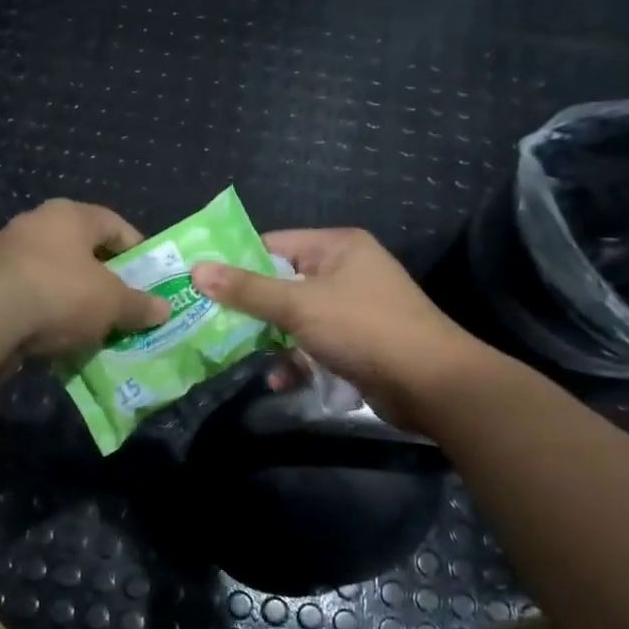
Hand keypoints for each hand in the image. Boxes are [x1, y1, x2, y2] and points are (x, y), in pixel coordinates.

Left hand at [0, 200, 169, 373]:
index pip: (114, 224)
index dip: (137, 251)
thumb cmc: (59, 292)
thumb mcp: (110, 302)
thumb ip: (138, 305)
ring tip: (95, 330)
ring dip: (74, 301)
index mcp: (70, 215)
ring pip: (54, 277)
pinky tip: (59, 341)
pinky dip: (47, 317)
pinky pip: (30, 299)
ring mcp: (6, 254)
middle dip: (105, 281)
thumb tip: (164, 309)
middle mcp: (36, 225)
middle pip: (82, 251)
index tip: (150, 279)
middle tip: (124, 308)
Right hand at [191, 229, 499, 430]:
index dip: (236, 263)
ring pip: (296, 319)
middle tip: (210, 323)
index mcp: (336, 247)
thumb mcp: (297, 305)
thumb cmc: (362, 328)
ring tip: (241, 357)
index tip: (201, 283)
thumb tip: (197, 270)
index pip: (273, 244)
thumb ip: (246, 290)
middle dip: (250, 308)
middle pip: (282, 283)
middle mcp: (346, 272)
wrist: (431, 383)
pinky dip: (297, 361)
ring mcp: (353, 309)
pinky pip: (315, 345)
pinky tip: (281, 381)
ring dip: (271, 340)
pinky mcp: (358, 343)